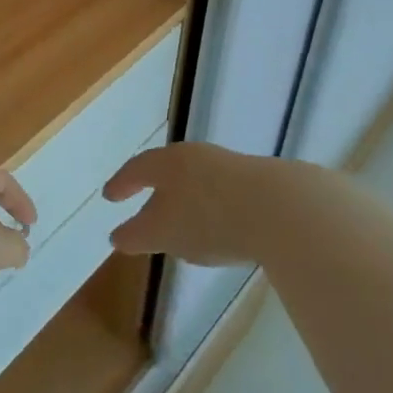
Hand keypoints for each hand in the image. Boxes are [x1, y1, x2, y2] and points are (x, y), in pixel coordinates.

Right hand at [104, 143, 282, 266]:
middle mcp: (196, 156)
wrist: (282, 209)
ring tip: (183, 222)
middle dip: (155, 190)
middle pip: (168, 170)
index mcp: (168, 162)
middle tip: (144, 207)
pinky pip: (224, 193)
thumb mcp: (164, 233)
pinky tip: (221, 228)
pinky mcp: (260, 183)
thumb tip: (117, 236)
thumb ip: (137, 235)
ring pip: (198, 181)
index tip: (109, 197)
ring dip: (186, 200)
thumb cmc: (209, 218)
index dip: (121, 183)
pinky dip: (213, 208)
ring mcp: (230, 166)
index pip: (136, 169)